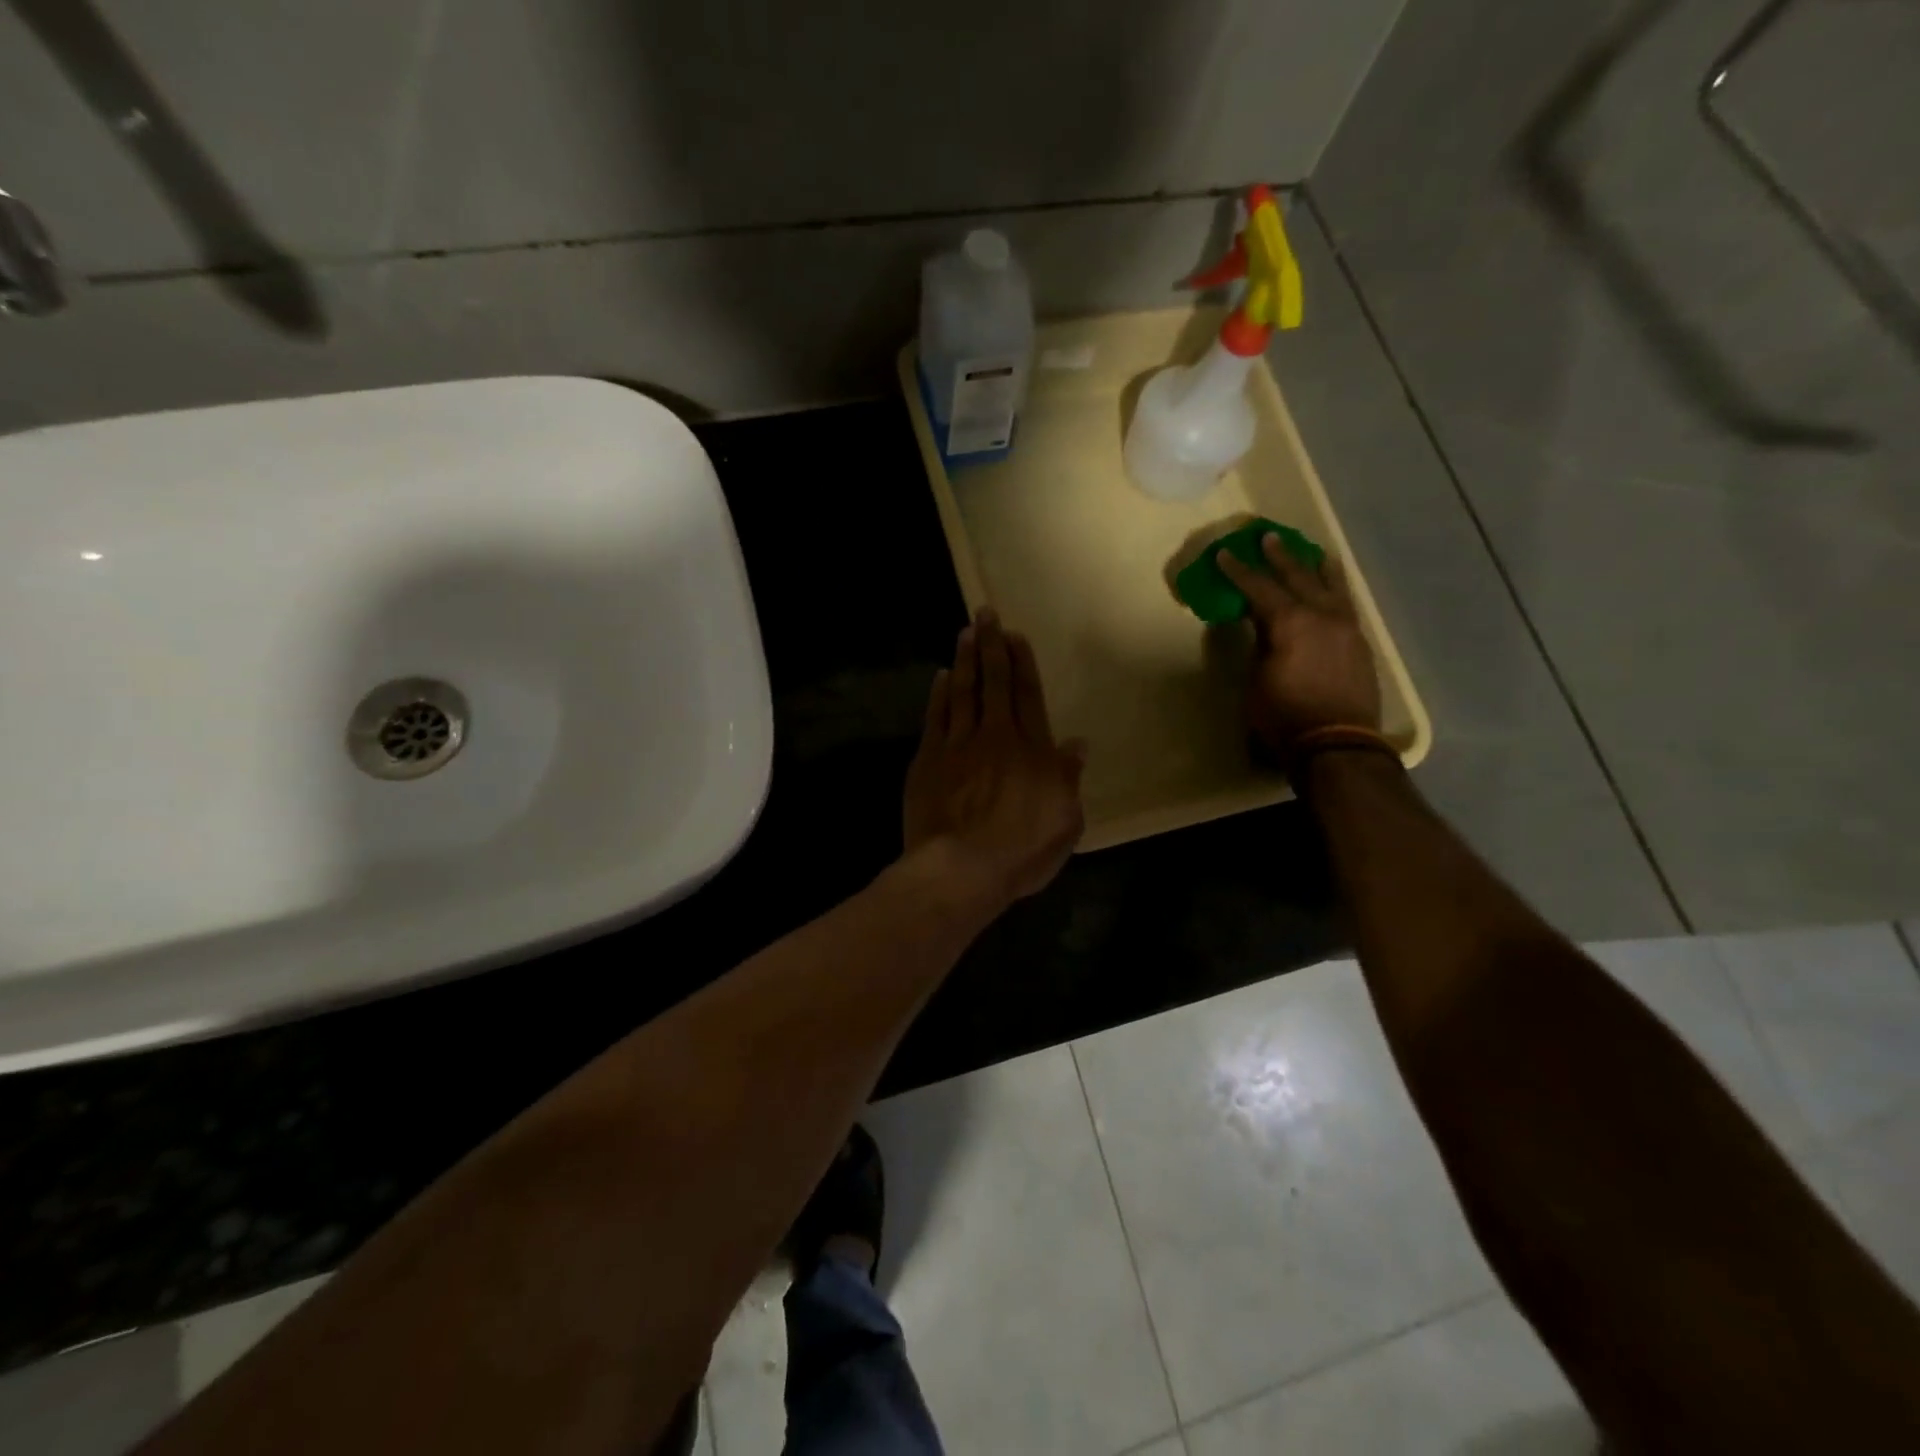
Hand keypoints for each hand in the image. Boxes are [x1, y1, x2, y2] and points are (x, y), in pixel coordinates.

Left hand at [903, 608, 1086, 907]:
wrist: (961, 869)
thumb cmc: (1022, 852)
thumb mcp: (1066, 822)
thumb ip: (1069, 779)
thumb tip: (1078, 744)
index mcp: (1032, 750)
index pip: (1028, 695)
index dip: (1022, 663)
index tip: (1015, 636)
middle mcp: (996, 737)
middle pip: (994, 682)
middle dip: (991, 645)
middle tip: (985, 614)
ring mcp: (958, 746)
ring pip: (963, 692)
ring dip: (965, 659)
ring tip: (965, 632)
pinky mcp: (928, 760)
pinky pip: (936, 717)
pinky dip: (940, 694)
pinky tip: (942, 677)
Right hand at [1217, 534, 1380, 752]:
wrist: (1337, 744)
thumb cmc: (1284, 716)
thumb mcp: (1257, 680)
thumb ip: (1260, 645)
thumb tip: (1262, 626)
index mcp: (1290, 622)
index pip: (1259, 588)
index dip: (1239, 571)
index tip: (1224, 554)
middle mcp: (1322, 615)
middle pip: (1298, 577)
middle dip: (1280, 557)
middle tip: (1268, 538)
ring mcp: (1346, 627)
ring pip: (1331, 586)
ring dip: (1316, 567)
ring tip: (1312, 552)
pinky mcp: (1360, 643)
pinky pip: (1346, 604)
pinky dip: (1335, 589)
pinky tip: (1332, 588)